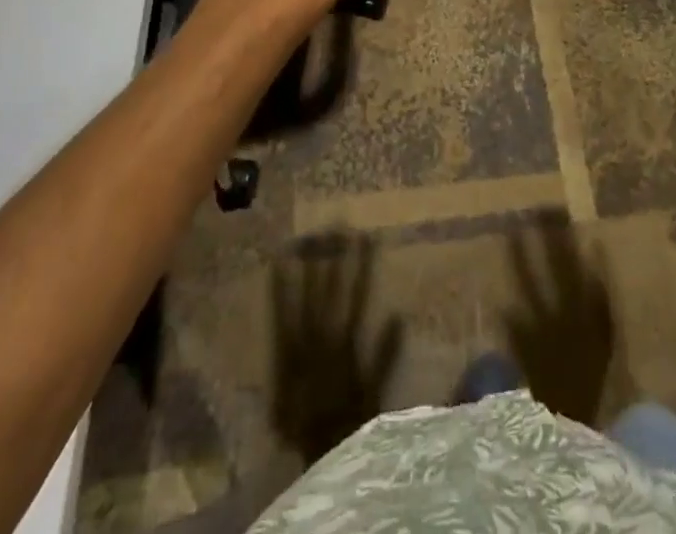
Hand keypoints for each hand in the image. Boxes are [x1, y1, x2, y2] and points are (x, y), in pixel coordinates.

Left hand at [269, 235, 403, 465]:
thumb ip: (385, 355)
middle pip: (329, 291)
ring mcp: (300, 345)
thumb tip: (399, 314)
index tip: (365, 236)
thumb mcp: (374, 392)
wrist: (314, 453)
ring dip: (308, 268)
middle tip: (337, 223)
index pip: (355, 296)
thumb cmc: (350, 422)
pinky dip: (278, 292)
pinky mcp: (282, 355)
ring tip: (309, 236)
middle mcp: (322, 339)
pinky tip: (276, 266)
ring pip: (305, 299)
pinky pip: (279, 318)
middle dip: (335, 257)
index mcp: (345, 345)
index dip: (361, 266)